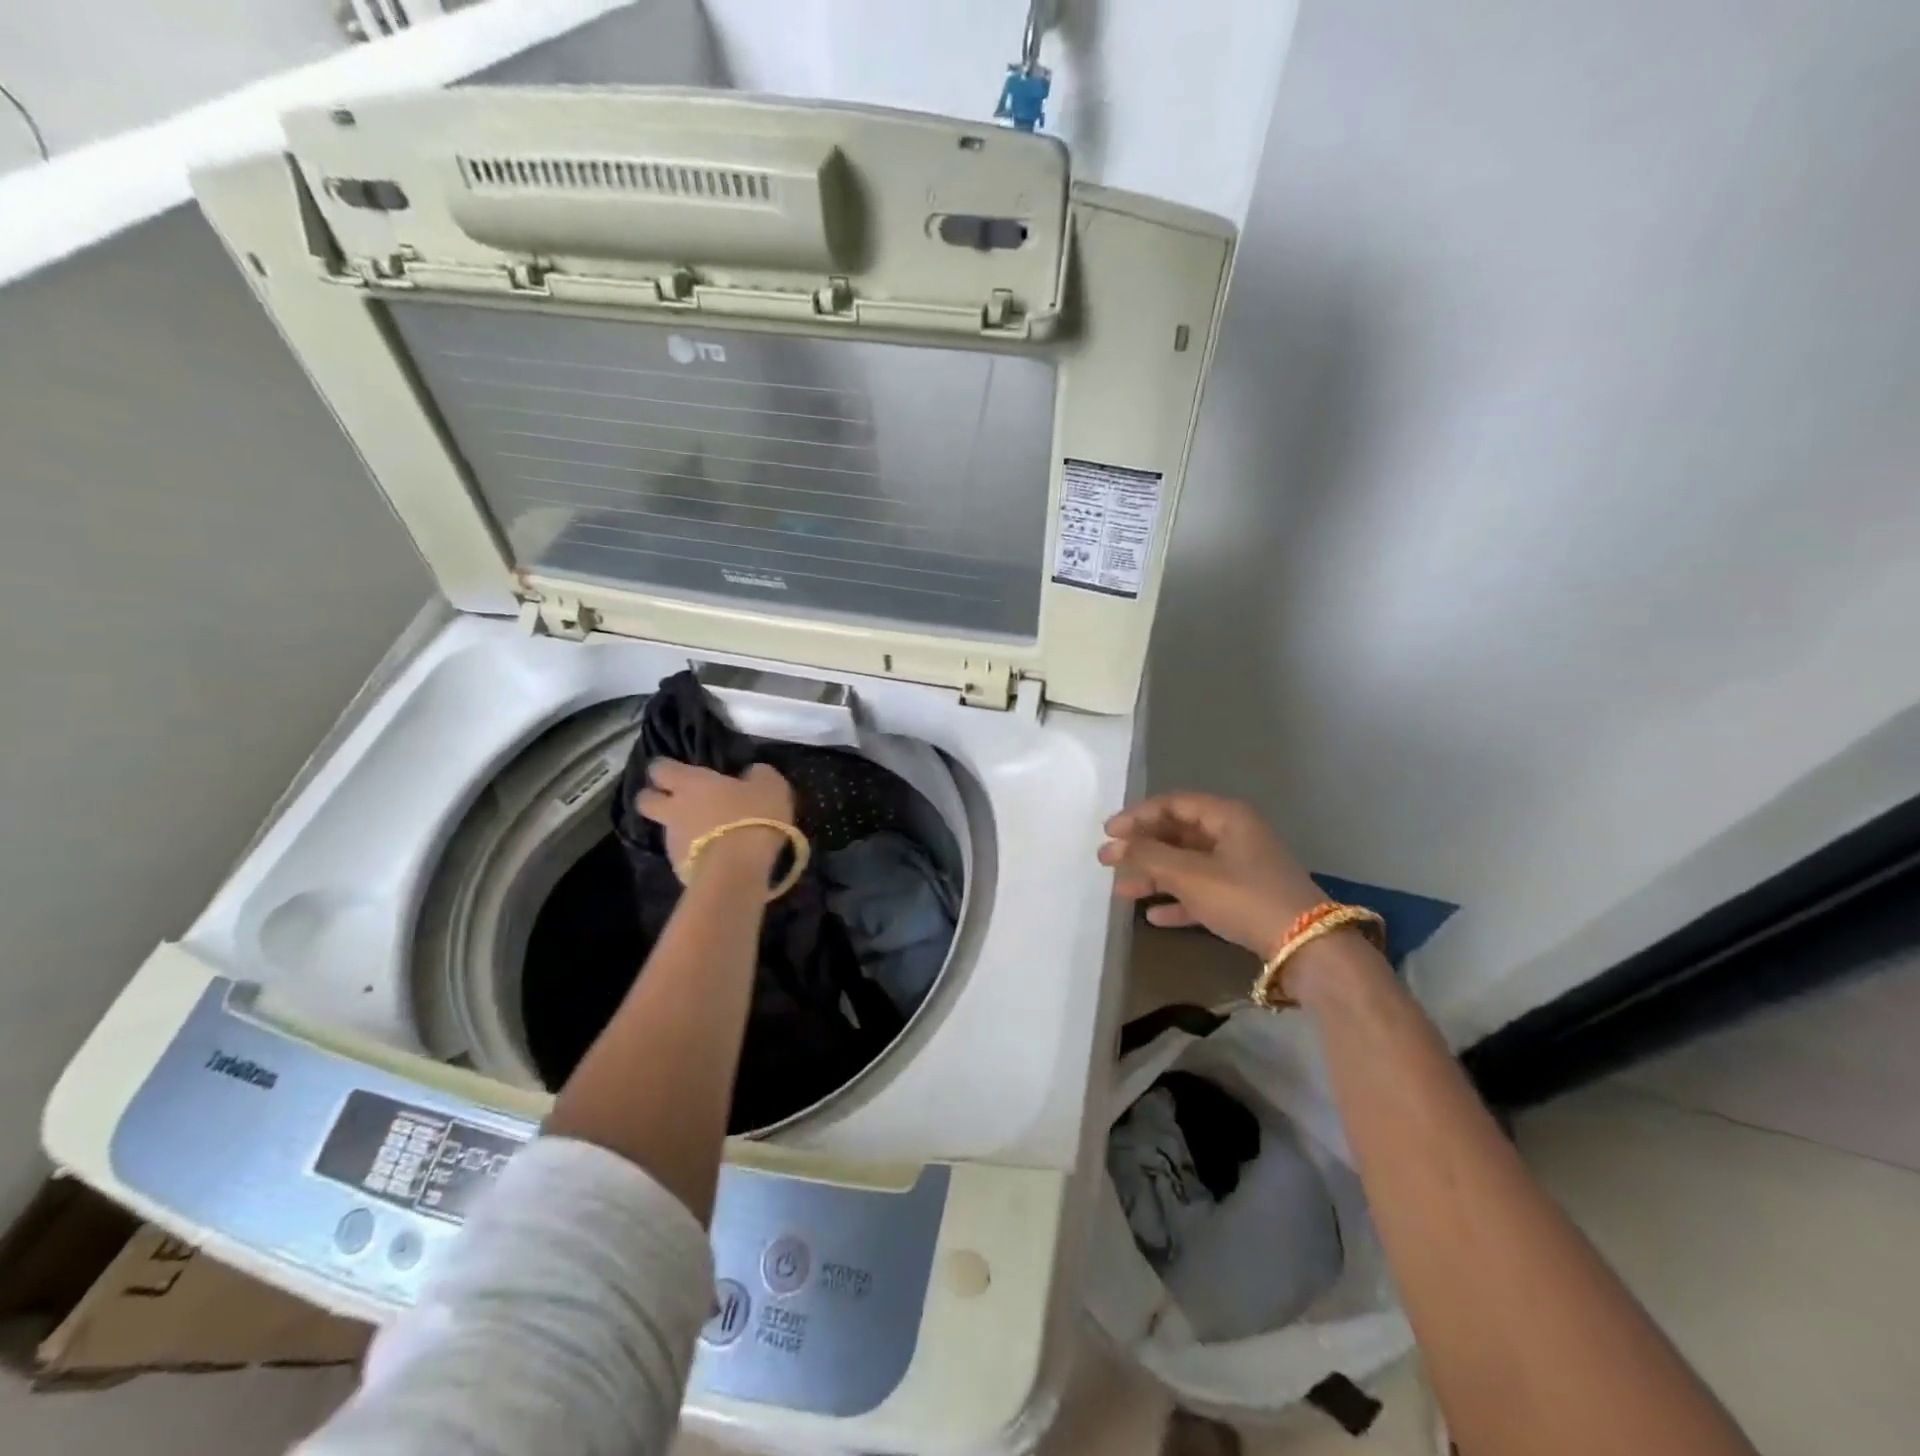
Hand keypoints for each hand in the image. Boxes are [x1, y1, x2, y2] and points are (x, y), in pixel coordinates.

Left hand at [636, 761, 794, 871]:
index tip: (676, 769)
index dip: (664, 767)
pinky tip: (715, 857)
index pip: (660, 768)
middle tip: (673, 800)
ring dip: (680, 829)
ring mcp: (673, 842)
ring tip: (706, 834)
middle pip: (644, 801)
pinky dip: (694, 853)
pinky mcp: (679, 869)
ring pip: (665, 830)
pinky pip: (682, 855)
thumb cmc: (753, 817)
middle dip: (653, 798)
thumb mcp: (770, 786)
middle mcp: (673, 810)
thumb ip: (757, 775)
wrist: (738, 869)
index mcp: (690, 783)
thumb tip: (751, 774)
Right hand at [1098, 792, 1322, 957]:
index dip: (1137, 816)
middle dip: (1141, 848)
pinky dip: (1177, 900)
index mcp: (1226, 817)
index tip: (1108, 833)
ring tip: (1121, 892)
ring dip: (1153, 875)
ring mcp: (1240, 867)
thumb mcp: (1191, 875)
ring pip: (1186, 864)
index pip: (1172, 804)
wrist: (1307, 947)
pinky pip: (1201, 891)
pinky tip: (1153, 916)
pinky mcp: (1244, 898)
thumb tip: (1115, 846)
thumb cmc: (1245, 897)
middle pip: (1177, 834)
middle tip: (1106, 862)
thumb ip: (1149, 857)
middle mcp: (1233, 835)